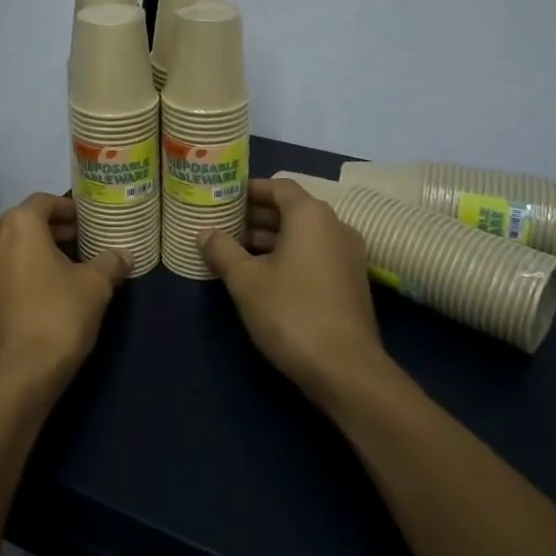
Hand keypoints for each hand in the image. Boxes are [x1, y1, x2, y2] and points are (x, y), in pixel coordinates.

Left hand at [0, 193, 129, 396]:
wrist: (14, 379)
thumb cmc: (56, 318)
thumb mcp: (95, 287)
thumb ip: (110, 263)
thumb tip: (124, 255)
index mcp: (17, 225)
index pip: (45, 201)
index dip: (70, 209)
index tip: (91, 221)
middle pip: (27, 224)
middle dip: (57, 231)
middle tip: (87, 244)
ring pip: (14, 249)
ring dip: (40, 253)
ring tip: (72, 270)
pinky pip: (4, 273)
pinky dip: (25, 273)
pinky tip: (50, 294)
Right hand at [200, 179, 387, 400]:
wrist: (346, 369)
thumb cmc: (291, 312)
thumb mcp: (246, 281)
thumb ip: (223, 251)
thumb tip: (205, 233)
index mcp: (311, 215)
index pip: (279, 186)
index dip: (250, 189)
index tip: (224, 197)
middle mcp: (335, 226)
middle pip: (292, 209)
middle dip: (257, 215)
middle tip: (224, 224)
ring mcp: (348, 255)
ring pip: (304, 234)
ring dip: (272, 237)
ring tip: (236, 250)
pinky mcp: (351, 282)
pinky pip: (315, 254)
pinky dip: (290, 255)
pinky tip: (264, 275)